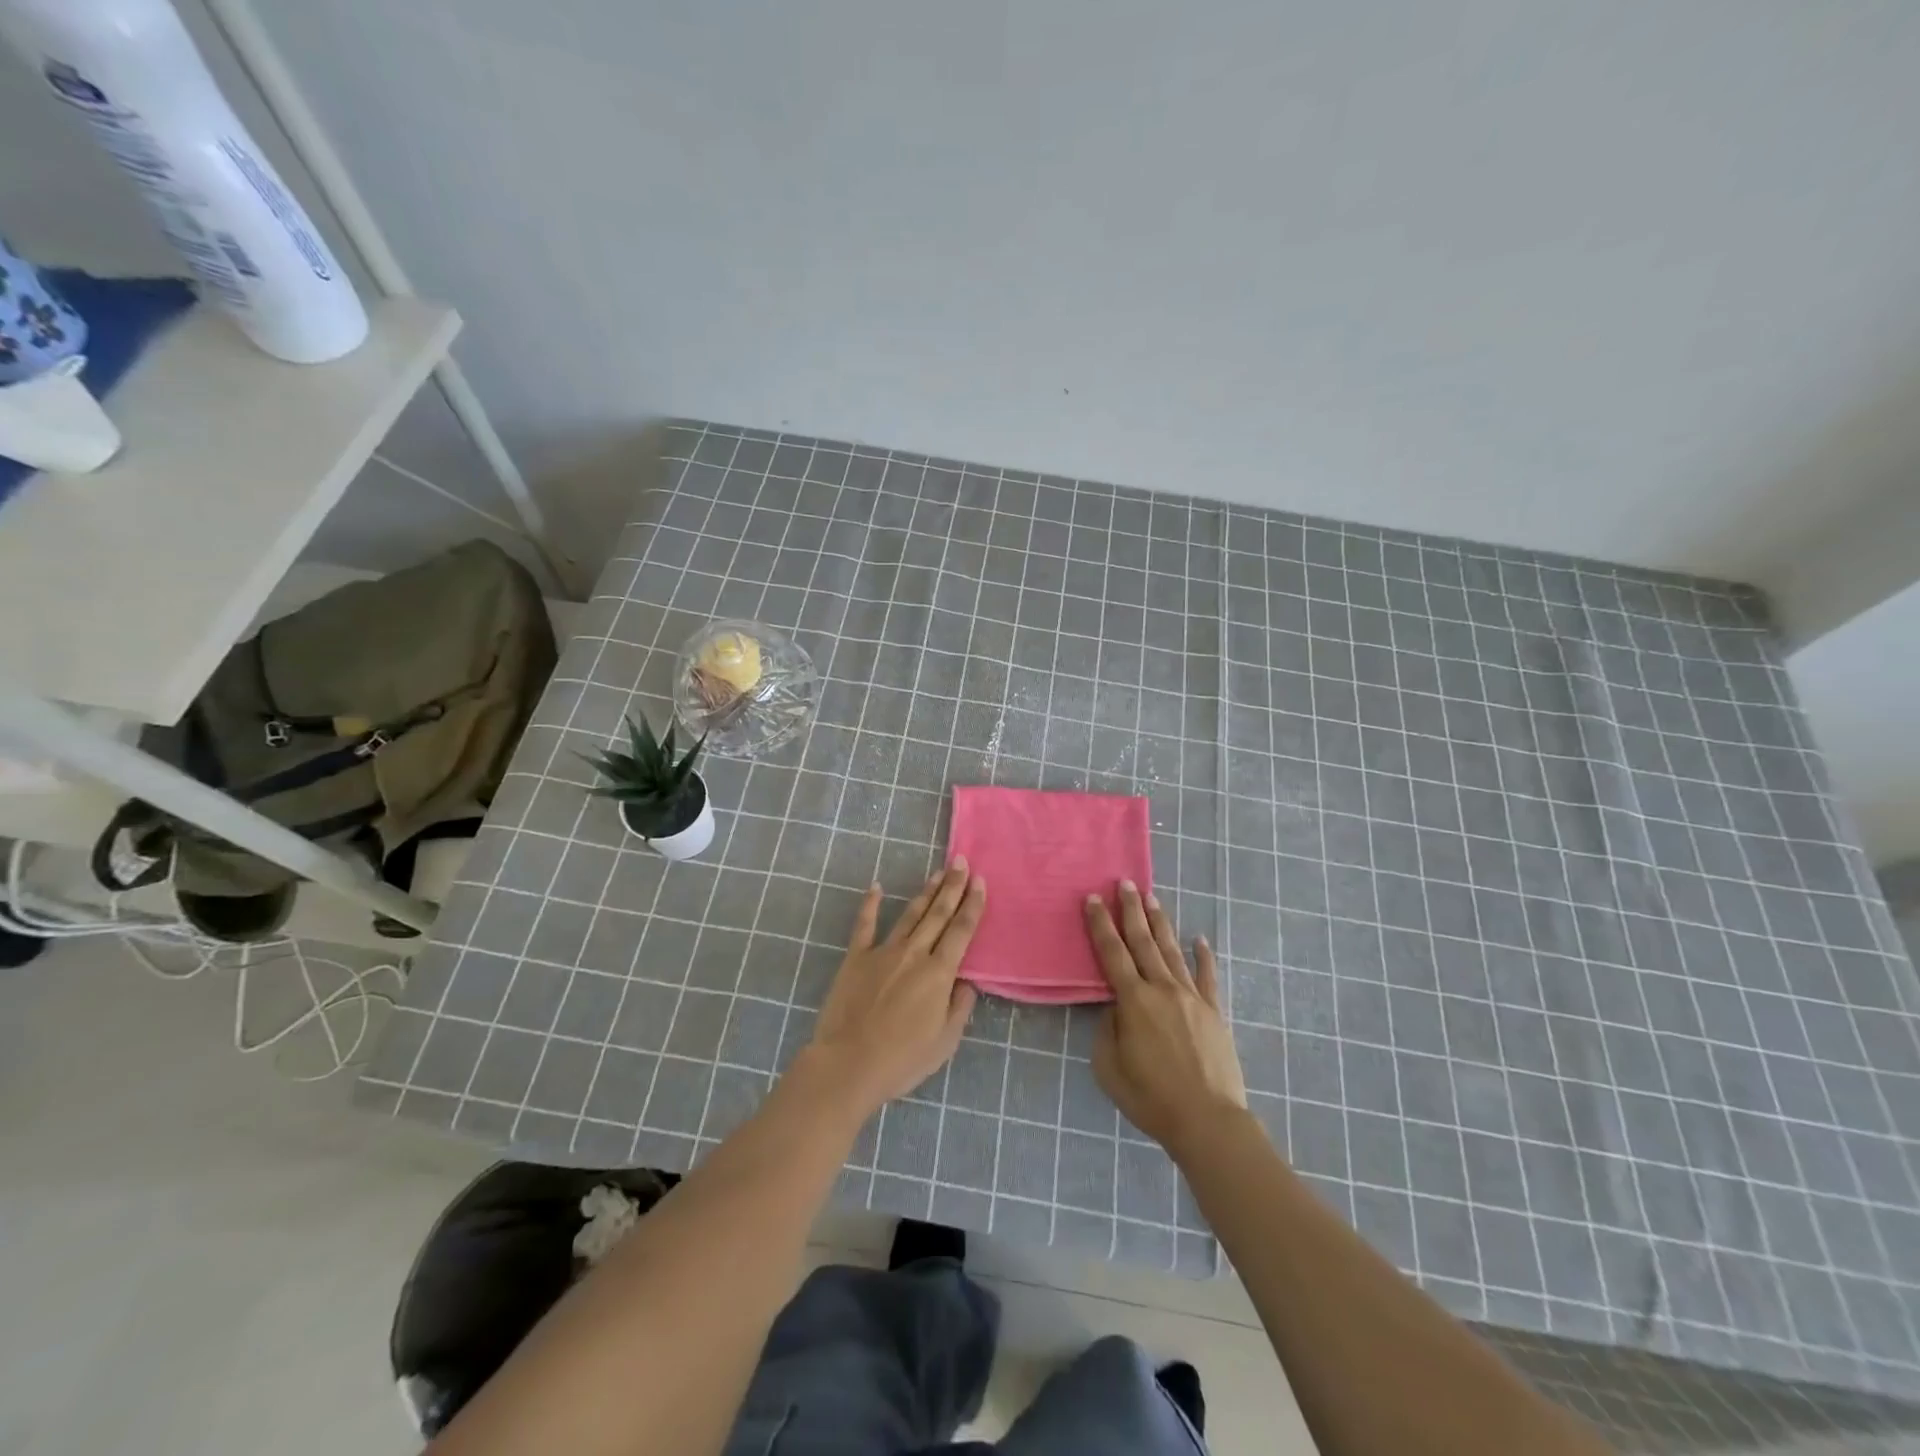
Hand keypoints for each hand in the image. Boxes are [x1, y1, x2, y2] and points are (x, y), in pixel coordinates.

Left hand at [801, 859, 983, 1119]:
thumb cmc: (902, 1059)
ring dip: (925, 892)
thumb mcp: (945, 1041)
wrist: (849, 1064)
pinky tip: (876, 887)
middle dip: (952, 886)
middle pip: (938, 914)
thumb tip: (967, 982)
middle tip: (960, 862)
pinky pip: (864, 925)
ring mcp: (883, 952)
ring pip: (910, 914)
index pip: (962, 930)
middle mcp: (915, 954)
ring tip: (937, 873)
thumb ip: (960, 1007)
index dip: (973, 904)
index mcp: (939, 973)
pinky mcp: (856, 958)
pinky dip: (870, 904)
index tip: (980, 881)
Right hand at [1085, 880, 1246, 1154]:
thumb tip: (1116, 1009)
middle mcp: (1162, 989)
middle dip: (1131, 910)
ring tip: (1152, 898)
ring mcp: (1191, 998)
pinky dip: (1204, 956)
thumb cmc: (1151, 1098)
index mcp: (1133, 1001)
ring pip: (1172, 951)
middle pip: (1143, 942)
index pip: (1111, 953)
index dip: (1100, 924)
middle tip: (1124, 883)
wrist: (1208, 1120)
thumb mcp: (1109, 1068)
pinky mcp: (1214, 1012)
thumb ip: (1108, 1031)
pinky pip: (1207, 977)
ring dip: (1160, 923)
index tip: (1093, 898)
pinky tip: (1200, 939)